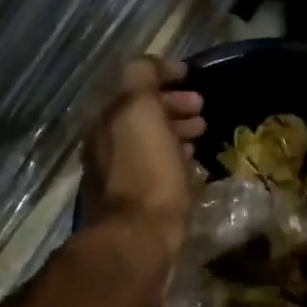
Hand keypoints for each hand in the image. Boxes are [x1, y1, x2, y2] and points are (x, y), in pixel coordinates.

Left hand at [81, 57, 204, 282]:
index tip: (192, 76)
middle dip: (172, 105)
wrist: (137, 240)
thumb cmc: (146, 172)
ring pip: (148, 141)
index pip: (132, 82)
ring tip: (201, 135)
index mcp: (104, 119)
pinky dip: (173, 158)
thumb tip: (156, 66)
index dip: (163, 73)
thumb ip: (142, 78)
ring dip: (175, 131)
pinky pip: (154, 168)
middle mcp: (104, 143)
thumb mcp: (141, 111)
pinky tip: (190, 166)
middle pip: (140, 113)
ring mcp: (116, 174)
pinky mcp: (133, 201)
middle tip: (201, 109)